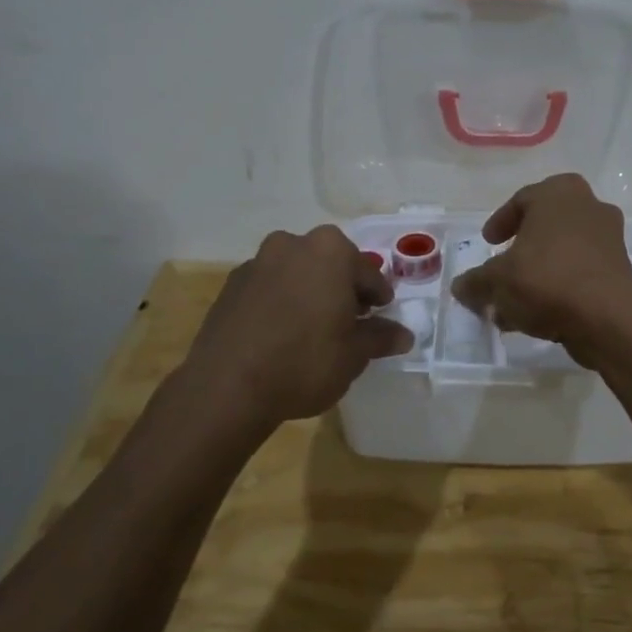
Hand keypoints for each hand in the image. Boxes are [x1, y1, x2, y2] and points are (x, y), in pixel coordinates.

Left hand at [181, 226, 412, 426]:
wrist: (227, 387)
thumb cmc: (304, 362)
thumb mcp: (354, 354)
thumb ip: (380, 337)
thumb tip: (404, 334)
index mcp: (330, 251)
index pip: (367, 272)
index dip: (378, 296)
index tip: (380, 315)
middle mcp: (292, 244)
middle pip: (329, 264)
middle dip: (342, 288)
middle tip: (350, 320)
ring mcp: (257, 262)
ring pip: (297, 272)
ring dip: (310, 292)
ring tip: (314, 328)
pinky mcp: (231, 285)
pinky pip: (269, 287)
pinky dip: (281, 301)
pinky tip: (282, 333)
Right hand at [451, 173, 631, 360]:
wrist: (607, 318)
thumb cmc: (546, 280)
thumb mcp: (497, 281)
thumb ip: (475, 282)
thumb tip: (460, 287)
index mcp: (559, 193)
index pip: (522, 200)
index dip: (500, 222)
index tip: (488, 242)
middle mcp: (589, 206)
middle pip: (546, 225)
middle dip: (522, 247)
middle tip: (505, 264)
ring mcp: (609, 238)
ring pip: (563, 251)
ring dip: (539, 271)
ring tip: (516, 300)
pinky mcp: (620, 270)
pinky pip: (580, 272)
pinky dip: (560, 286)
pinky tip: (538, 314)